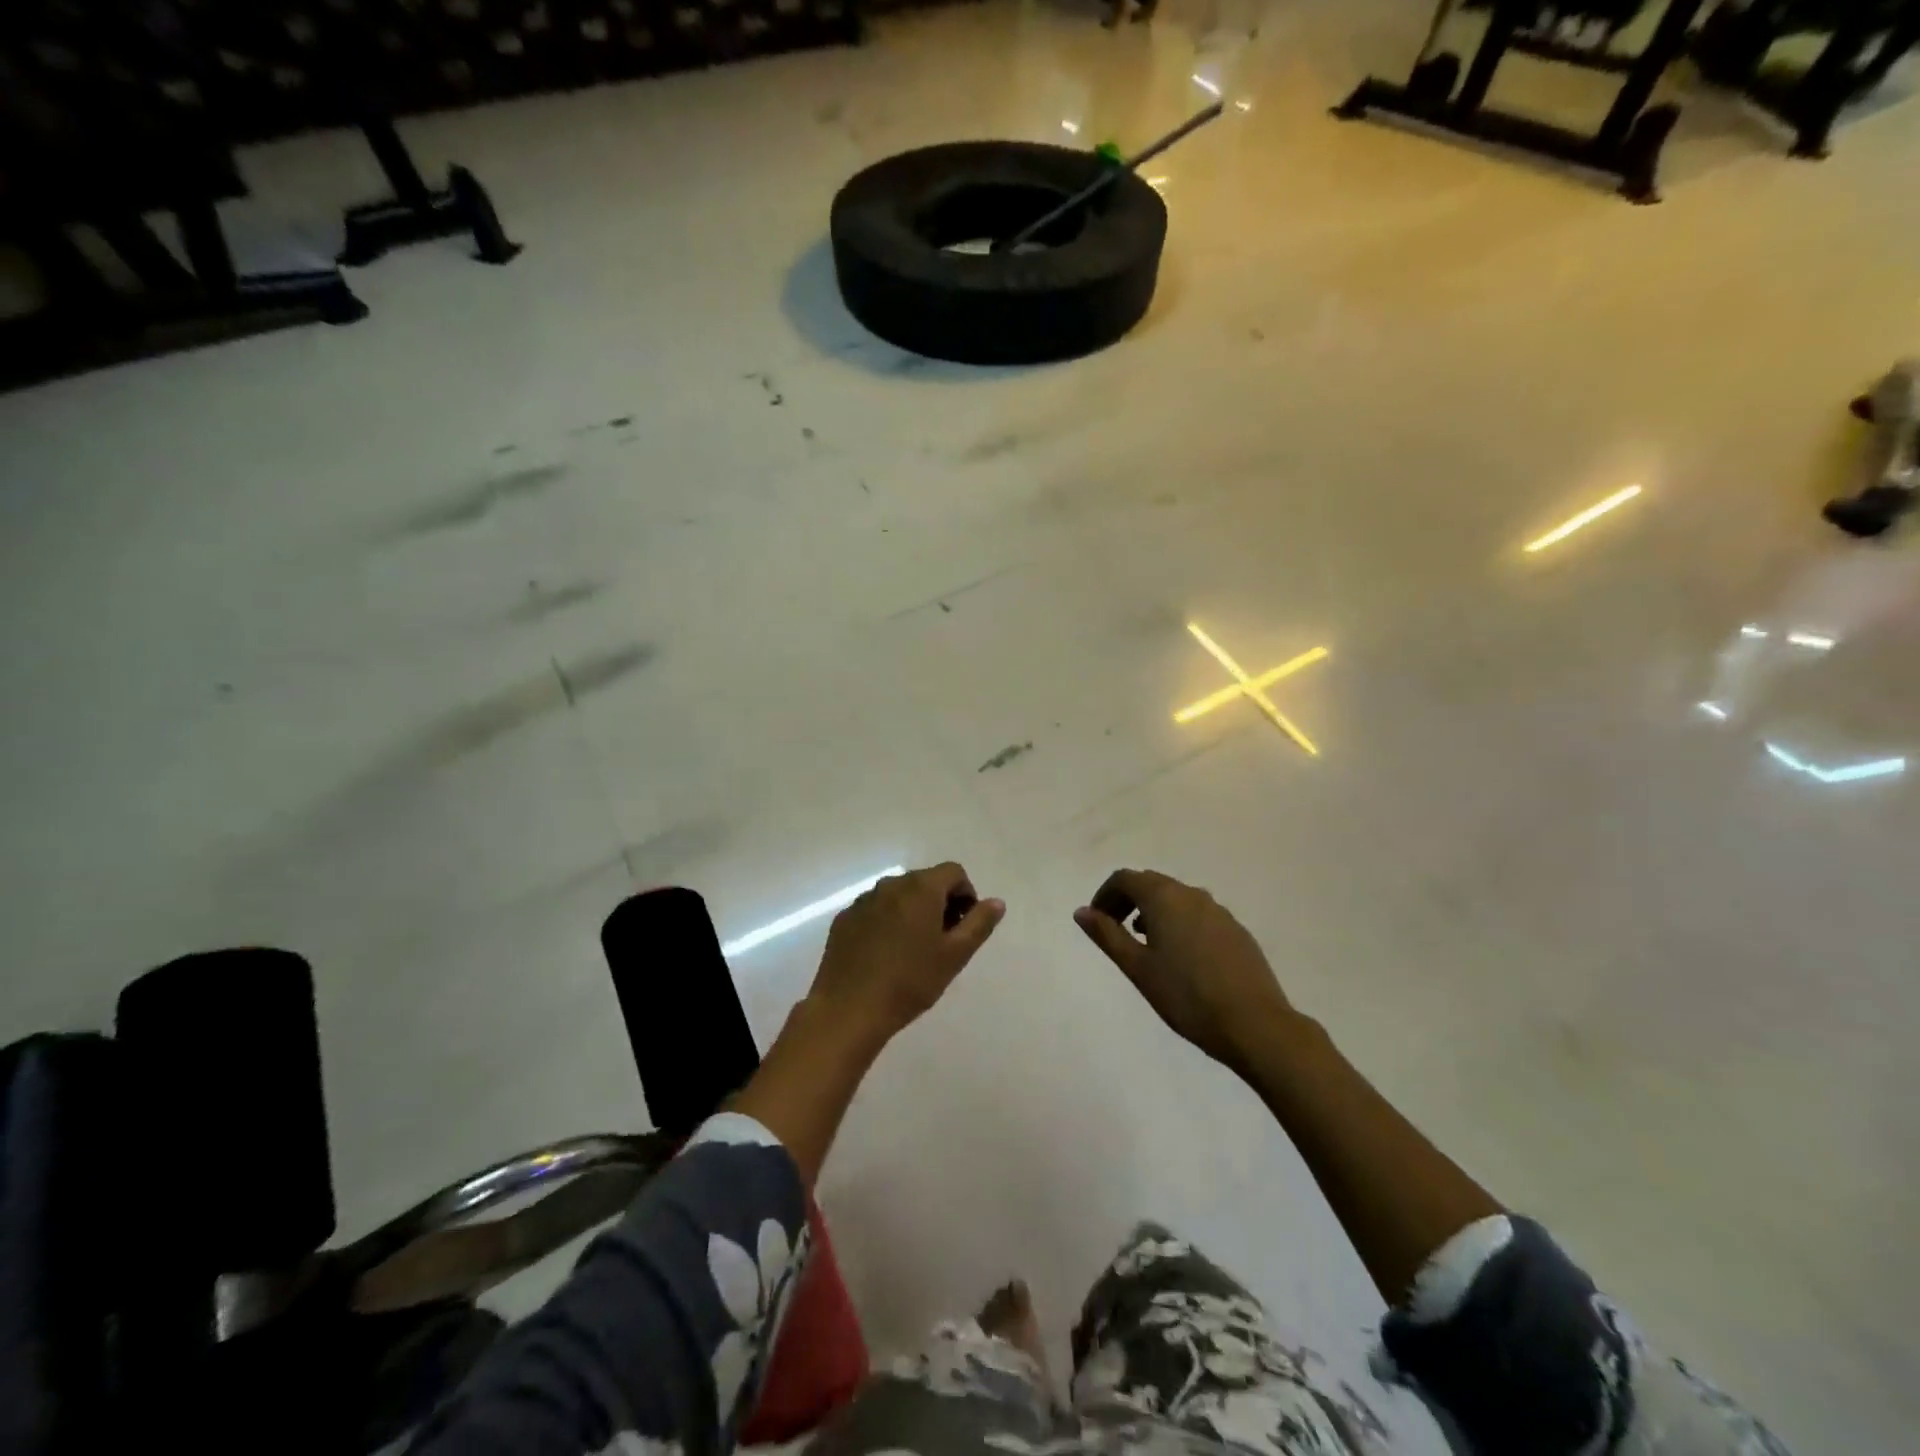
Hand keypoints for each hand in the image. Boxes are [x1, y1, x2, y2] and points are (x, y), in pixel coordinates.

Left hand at [809, 862, 1004, 1045]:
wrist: (849, 1009)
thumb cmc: (910, 981)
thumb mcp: (955, 955)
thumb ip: (979, 923)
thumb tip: (996, 902)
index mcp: (921, 888)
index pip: (954, 872)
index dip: (966, 895)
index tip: (964, 927)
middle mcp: (891, 884)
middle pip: (925, 882)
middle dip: (940, 903)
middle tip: (943, 942)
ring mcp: (863, 900)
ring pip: (899, 896)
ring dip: (913, 912)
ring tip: (913, 951)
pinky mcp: (844, 919)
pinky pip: (875, 910)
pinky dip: (887, 922)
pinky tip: (885, 955)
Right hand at [1074, 869, 1292, 1068]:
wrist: (1256, 1025)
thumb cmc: (1187, 996)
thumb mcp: (1138, 968)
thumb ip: (1107, 935)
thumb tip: (1081, 911)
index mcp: (1164, 898)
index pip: (1125, 878)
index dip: (1105, 895)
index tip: (1096, 922)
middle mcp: (1192, 894)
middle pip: (1151, 884)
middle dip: (1128, 901)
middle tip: (1115, 932)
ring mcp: (1219, 911)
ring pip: (1177, 899)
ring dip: (1154, 912)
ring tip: (1146, 946)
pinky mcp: (1236, 931)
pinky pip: (1198, 915)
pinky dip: (1179, 924)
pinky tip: (1182, 958)